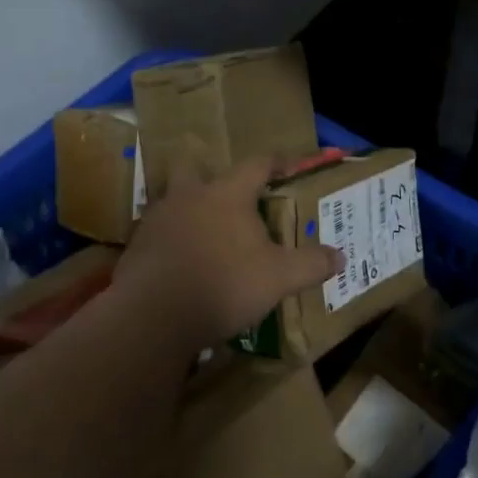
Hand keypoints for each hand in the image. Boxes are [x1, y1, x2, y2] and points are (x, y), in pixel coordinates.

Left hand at [113, 155, 343, 348]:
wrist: (153, 315)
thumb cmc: (224, 283)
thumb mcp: (279, 278)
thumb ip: (310, 264)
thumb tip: (340, 256)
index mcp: (227, 194)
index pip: (256, 164)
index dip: (275, 161)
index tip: (288, 165)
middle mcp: (189, 196)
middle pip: (193, 166)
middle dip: (208, 172)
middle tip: (226, 191)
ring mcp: (158, 219)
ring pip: (171, 198)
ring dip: (186, 206)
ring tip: (203, 229)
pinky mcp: (136, 247)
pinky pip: (156, 232)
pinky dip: (170, 239)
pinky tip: (181, 261)